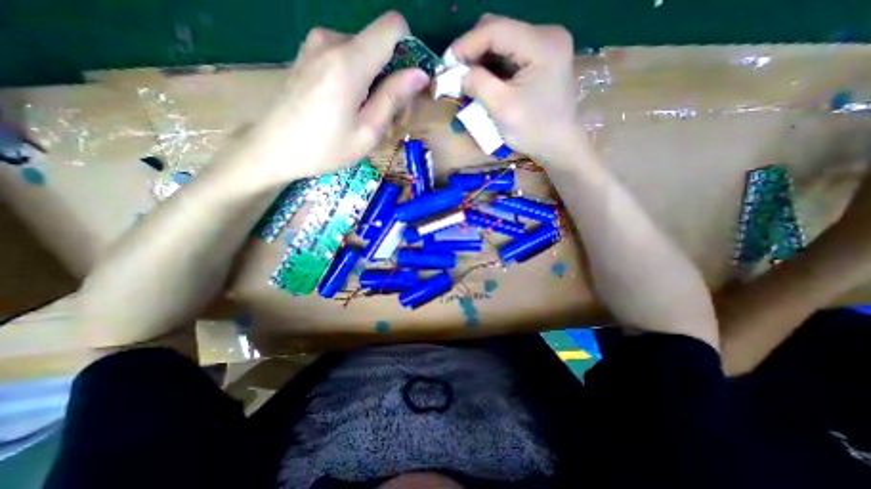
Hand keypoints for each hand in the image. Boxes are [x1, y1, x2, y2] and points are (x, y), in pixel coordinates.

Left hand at [244, 12, 428, 180]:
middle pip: (380, 45)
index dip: (409, 51)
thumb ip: (393, 98)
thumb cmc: (324, 148)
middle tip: (390, 117)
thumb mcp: (367, 131)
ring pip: (364, 54)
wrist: (273, 149)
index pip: (393, 27)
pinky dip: (357, 79)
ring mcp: (316, 45)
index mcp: (349, 61)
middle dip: (393, 77)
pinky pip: (345, 57)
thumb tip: (420, 74)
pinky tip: (350, 107)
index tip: (408, 84)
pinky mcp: (309, 54)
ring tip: (368, 116)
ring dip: (375, 82)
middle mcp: (331, 41)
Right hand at [449, 16, 583, 161]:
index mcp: (542, 44)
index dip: (466, 44)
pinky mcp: (541, 60)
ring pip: (502, 43)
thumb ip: (478, 84)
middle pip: (499, 30)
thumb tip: (458, 74)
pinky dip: (492, 67)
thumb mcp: (502, 108)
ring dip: (481, 60)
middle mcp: (546, 36)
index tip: (446, 64)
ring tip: (465, 79)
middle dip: (473, 50)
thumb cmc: (534, 130)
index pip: (496, 29)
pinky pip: (509, 55)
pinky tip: (481, 81)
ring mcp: (545, 47)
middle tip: (455, 73)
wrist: (559, 146)